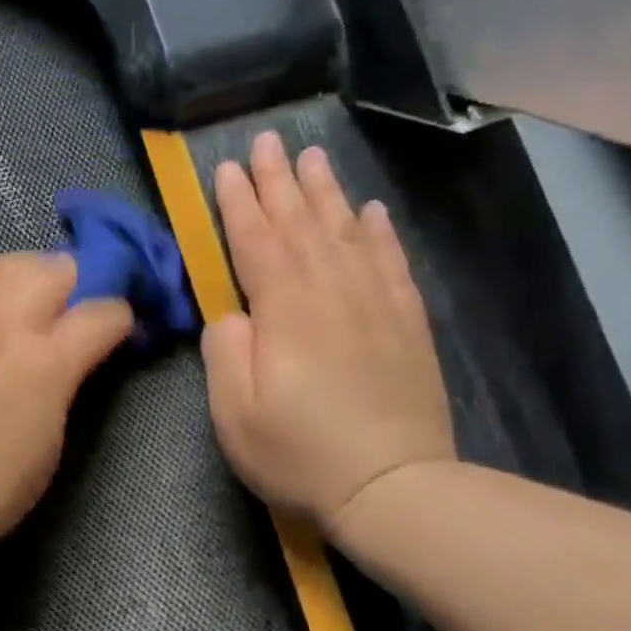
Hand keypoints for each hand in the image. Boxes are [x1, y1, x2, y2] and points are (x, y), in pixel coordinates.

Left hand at [0, 252, 133, 561]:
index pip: (103, 311)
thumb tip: (73, 355)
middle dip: (75, 283)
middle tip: (68, 312)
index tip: (117, 331)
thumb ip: (66, 384)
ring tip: (20, 304)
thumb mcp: (50, 442)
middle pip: (55, 267)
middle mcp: (2, 324)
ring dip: (22, 277)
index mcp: (45, 363)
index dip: (120, 318)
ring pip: (1, 264)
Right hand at [202, 132, 454, 530]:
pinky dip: (378, 232)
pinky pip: (390, 262)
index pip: (256, 240)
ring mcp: (375, 305)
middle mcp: (331, 292)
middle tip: (268, 141)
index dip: (239, 203)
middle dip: (280, 180)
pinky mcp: (405, 324)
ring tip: (314, 157)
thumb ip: (225, 350)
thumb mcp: (234, 411)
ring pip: (345, 232)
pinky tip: (369, 212)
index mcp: (284, 310)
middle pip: (301, 223)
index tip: (226, 168)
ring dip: (326, 192)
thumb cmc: (299, 453)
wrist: (395, 488)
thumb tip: (233, 313)